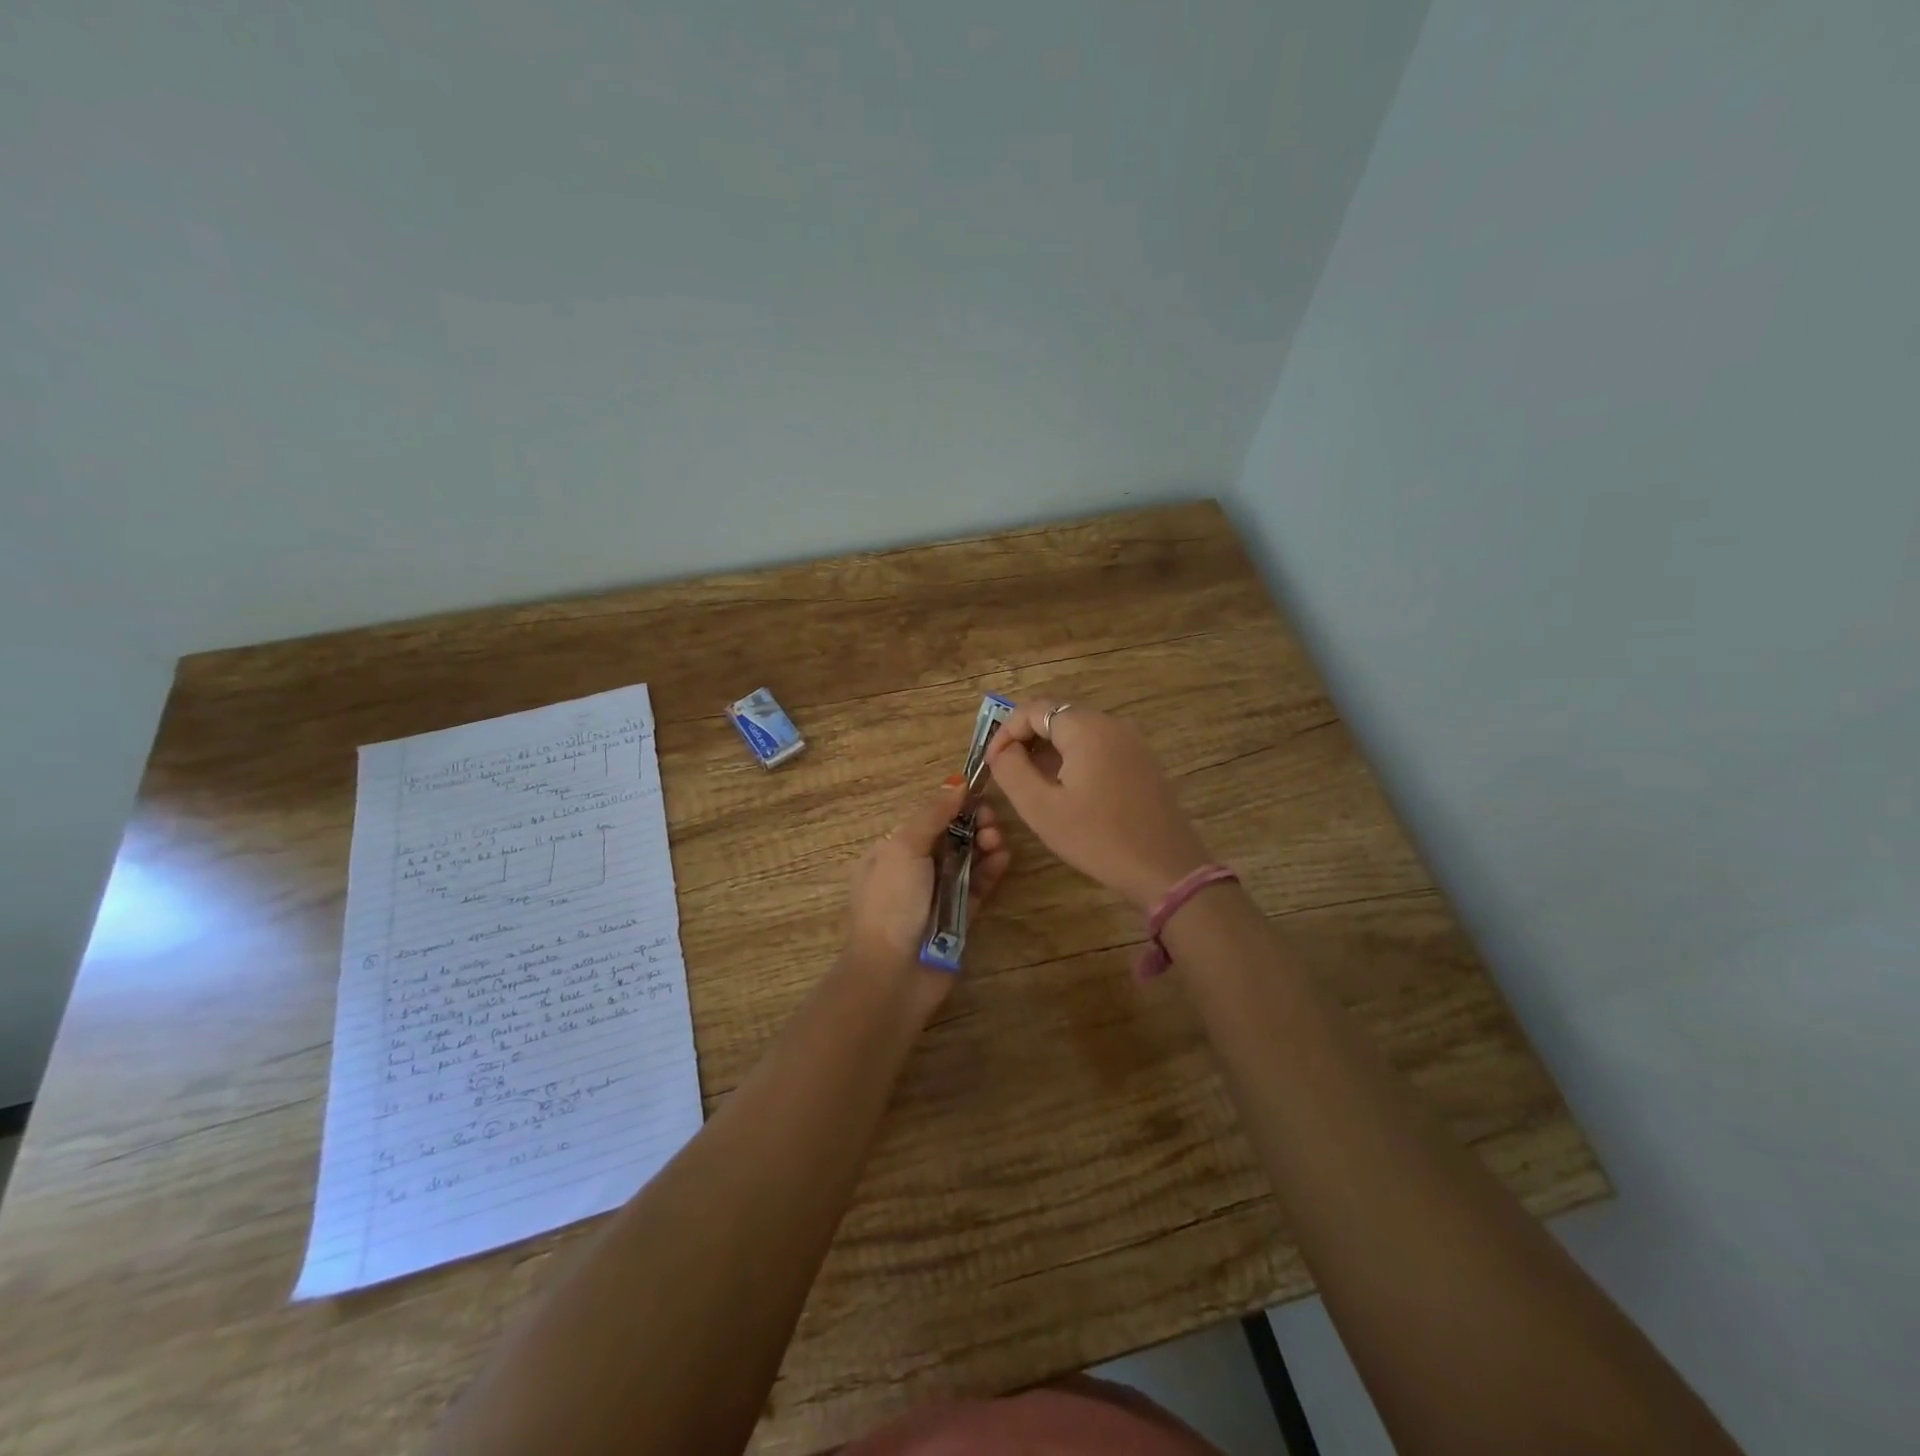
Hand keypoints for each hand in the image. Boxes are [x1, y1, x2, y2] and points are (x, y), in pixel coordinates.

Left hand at [844, 777, 1011, 978]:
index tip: (978, 794)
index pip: (927, 818)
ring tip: (998, 841)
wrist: (893, 973)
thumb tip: (956, 783)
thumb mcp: (903, 847)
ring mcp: (937, 894)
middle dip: (972, 824)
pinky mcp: (959, 916)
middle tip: (991, 822)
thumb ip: (932, 814)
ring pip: (967, 860)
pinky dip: (991, 871)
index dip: (953, 805)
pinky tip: (1004, 858)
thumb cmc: (892, 902)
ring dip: (985, 845)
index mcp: (892, 850)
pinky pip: (978, 887)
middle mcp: (913, 869)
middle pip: (950, 837)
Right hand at [986, 699, 1210, 910]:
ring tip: (1032, 783)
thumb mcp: (1041, 808)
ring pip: (1078, 731)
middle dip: (1026, 739)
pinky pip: (1099, 746)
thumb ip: (1012, 771)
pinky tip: (1067, 790)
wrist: (1166, 869)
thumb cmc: (1097, 838)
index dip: (1005, 732)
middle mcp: (1112, 724)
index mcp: (1086, 728)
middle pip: (1057, 715)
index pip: (1033, 709)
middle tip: (1007, 772)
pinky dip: (1074, 758)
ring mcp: (1132, 742)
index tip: (991, 763)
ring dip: (1049, 749)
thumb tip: (1001, 751)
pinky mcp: (1143, 761)